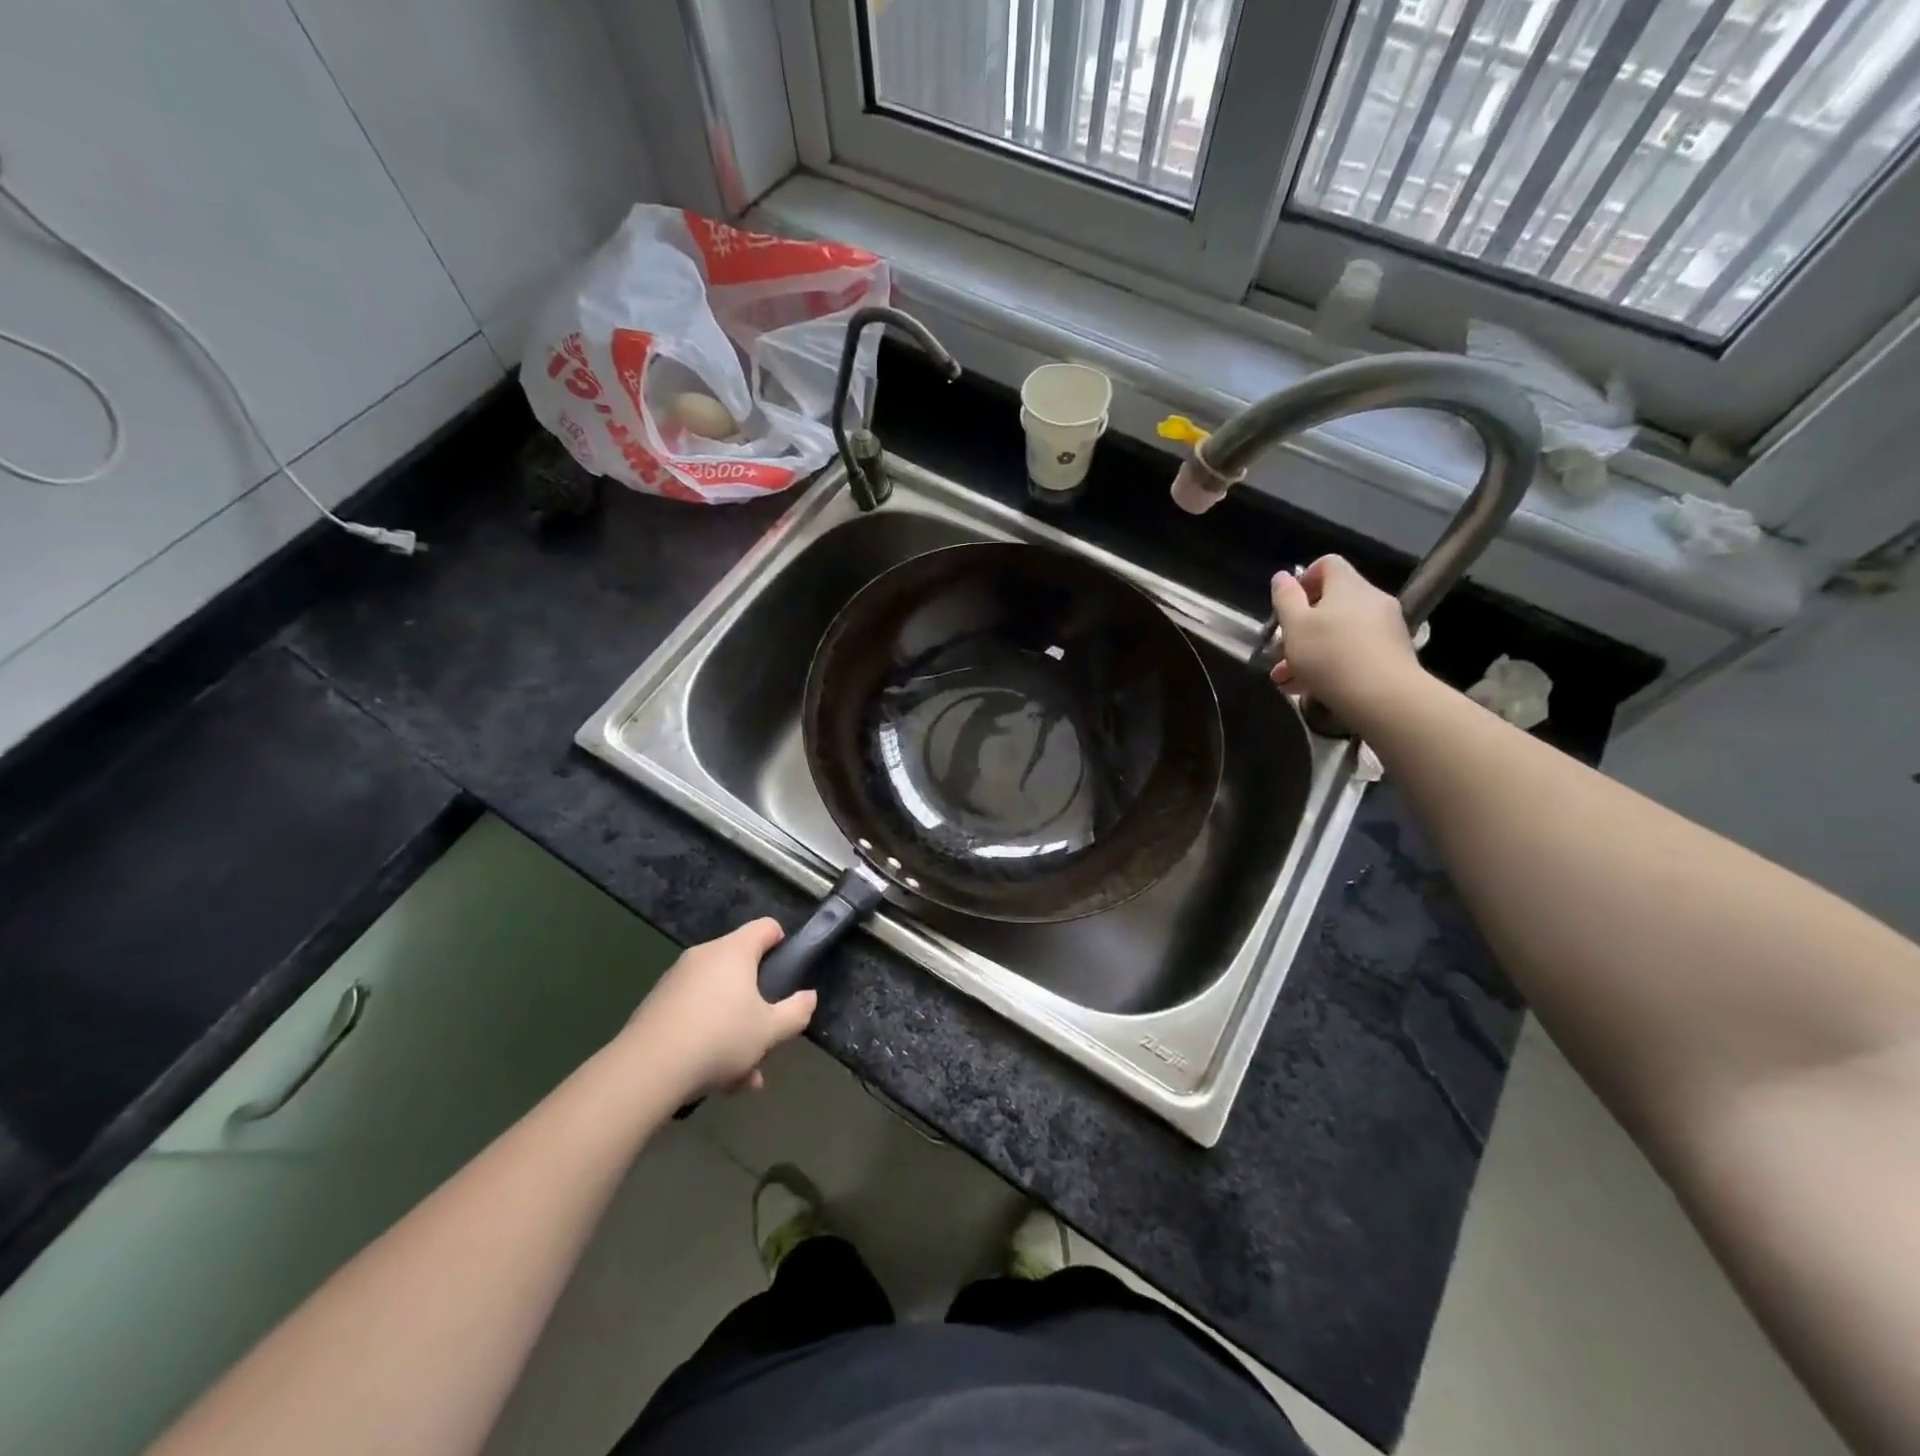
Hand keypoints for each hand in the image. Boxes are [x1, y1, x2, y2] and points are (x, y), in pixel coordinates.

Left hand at [620, 919, 815, 1099]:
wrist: (647, 1070)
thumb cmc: (720, 1038)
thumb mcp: (771, 1031)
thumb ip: (797, 1011)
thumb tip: (808, 996)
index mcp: (734, 950)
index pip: (766, 927)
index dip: (783, 944)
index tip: (789, 974)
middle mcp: (704, 956)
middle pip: (742, 969)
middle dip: (758, 1004)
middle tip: (768, 1037)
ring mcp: (676, 980)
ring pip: (719, 999)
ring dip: (736, 1031)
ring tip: (744, 1075)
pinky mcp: (656, 1006)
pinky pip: (695, 1014)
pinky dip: (709, 1038)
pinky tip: (716, 1080)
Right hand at [1269, 555, 1425, 727]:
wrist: (1384, 697)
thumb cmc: (1330, 655)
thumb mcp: (1295, 626)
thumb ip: (1285, 598)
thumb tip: (1282, 576)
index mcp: (1348, 586)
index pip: (1328, 564)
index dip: (1304, 579)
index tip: (1287, 605)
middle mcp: (1371, 600)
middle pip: (1331, 603)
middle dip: (1300, 627)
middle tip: (1279, 652)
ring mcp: (1386, 628)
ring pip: (1339, 632)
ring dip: (1310, 651)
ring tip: (1287, 680)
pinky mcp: (1392, 654)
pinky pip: (1354, 651)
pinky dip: (1332, 664)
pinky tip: (1311, 689)